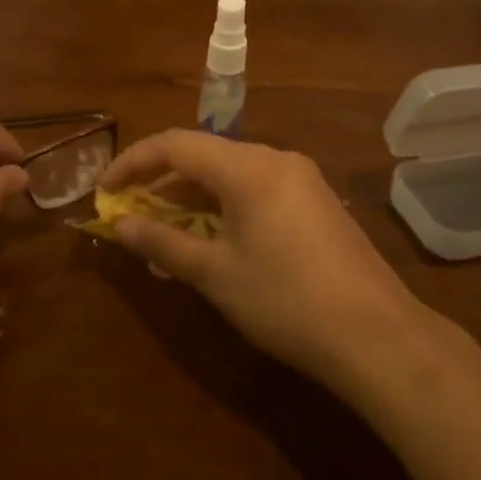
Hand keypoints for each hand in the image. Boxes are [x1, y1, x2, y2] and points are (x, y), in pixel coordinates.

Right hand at [99, 131, 423, 385]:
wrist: (375, 334)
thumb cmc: (284, 301)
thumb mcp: (214, 274)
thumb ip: (162, 243)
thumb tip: (118, 225)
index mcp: (247, 168)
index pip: (175, 145)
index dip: (133, 162)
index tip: (105, 189)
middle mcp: (276, 159)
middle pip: (204, 154)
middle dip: (161, 179)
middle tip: (130, 210)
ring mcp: (302, 178)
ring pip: (232, 171)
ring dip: (193, 193)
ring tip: (164, 225)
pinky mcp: (318, 201)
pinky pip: (257, 187)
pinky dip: (225, 202)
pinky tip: (214, 233)